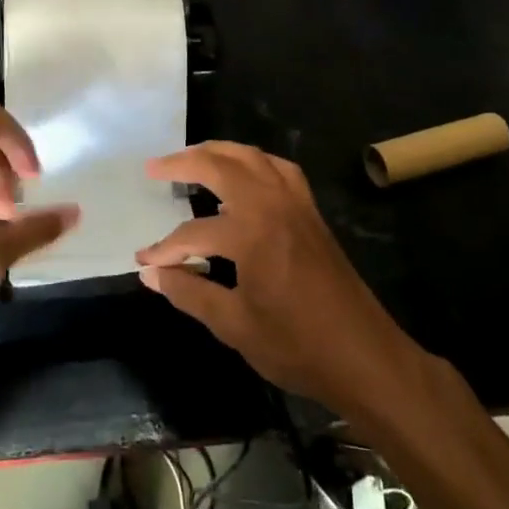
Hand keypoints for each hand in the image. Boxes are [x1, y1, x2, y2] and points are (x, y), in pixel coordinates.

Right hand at [135, 142, 418, 413]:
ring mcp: (296, 204)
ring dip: (220, 152)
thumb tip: (150, 273)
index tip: (144, 261)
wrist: (364, 356)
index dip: (165, 248)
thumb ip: (189, 292)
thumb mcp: (234, 325)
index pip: (193, 232)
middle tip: (155, 168)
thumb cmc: (296, 345)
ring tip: (192, 158)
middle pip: (222, 165)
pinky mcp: (311, 212)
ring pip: (253, 158)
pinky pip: (279, 169)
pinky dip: (254, 162)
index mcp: (252, 233)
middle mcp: (273, 205)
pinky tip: (243, 176)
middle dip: (184, 163)